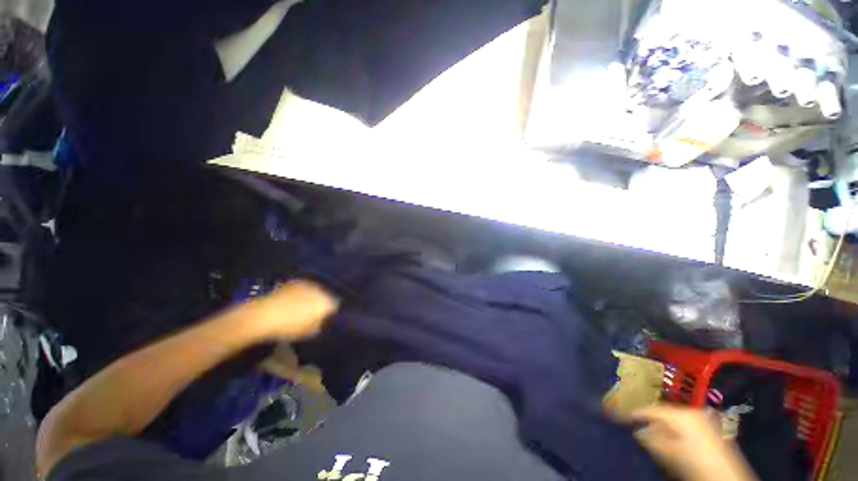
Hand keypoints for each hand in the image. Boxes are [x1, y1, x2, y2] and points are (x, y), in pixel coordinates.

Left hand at [256, 280, 339, 340]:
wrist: (264, 315)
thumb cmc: (289, 327)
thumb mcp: (310, 332)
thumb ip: (322, 324)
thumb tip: (325, 320)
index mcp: (327, 303)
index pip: (337, 306)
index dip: (332, 312)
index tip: (327, 318)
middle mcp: (322, 290)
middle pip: (327, 296)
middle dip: (323, 302)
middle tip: (317, 312)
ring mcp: (309, 284)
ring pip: (317, 290)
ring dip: (314, 296)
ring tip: (306, 305)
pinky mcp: (297, 281)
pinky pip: (306, 287)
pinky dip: (304, 292)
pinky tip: (297, 300)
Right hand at [626, 405, 757, 480]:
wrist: (729, 477)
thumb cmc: (697, 463)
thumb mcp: (672, 454)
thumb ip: (653, 440)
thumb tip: (637, 430)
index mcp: (683, 414)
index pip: (651, 409)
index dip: (635, 412)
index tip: (621, 415)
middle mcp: (693, 411)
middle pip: (664, 412)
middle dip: (649, 419)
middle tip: (635, 425)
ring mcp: (703, 419)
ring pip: (674, 418)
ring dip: (661, 425)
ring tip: (649, 433)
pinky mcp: (709, 428)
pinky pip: (684, 424)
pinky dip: (673, 429)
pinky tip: (668, 438)